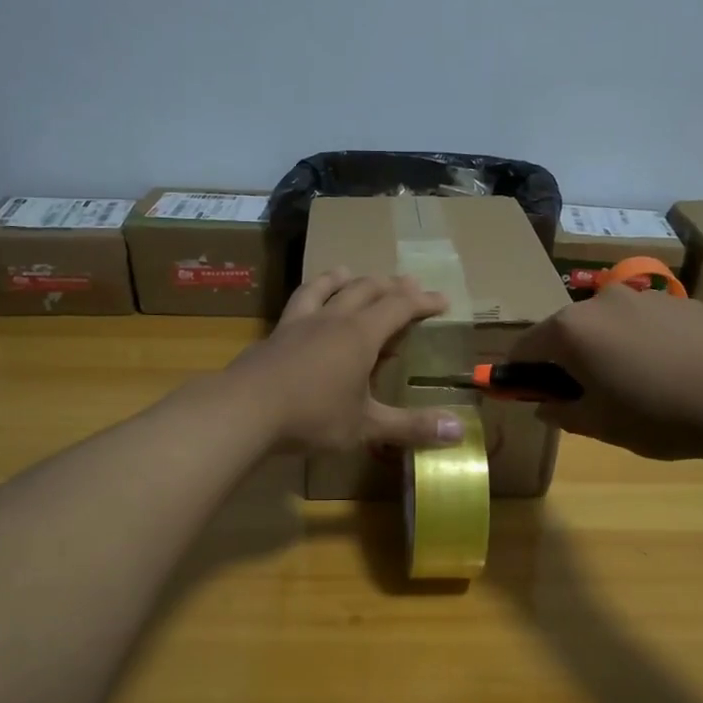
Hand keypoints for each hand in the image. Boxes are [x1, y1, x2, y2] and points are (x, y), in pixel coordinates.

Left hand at [227, 269, 467, 452]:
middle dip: (390, 286)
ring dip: (342, 278)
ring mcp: (299, 324)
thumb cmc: (312, 416)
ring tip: (348, 271)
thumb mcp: (366, 426)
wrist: (244, 410)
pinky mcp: (274, 335)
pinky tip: (303, 306)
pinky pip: (296, 303)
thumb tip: (458, 431)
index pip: (399, 307)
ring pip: (324, 287)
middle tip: (406, 284)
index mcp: (360, 335)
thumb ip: (410, 427)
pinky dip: (309, 295)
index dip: (422, 302)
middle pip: (365, 289)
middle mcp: (332, 320)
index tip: (442, 301)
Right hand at [508, 286, 702, 459]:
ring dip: (607, 347)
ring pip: (608, 323)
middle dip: (567, 358)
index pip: (526, 347)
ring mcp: (645, 296)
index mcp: (571, 329)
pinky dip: (643, 341)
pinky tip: (670, 370)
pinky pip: (646, 321)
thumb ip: (561, 412)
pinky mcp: (682, 300)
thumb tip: (545, 406)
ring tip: (636, 382)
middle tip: (586, 394)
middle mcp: (601, 301)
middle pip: (567, 329)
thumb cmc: (657, 415)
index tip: (532, 394)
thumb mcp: (599, 425)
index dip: (522, 373)